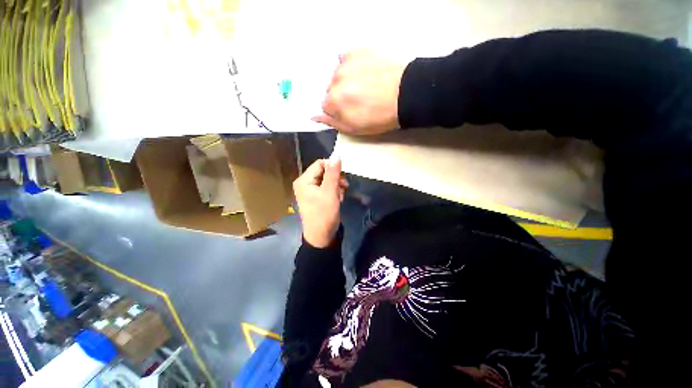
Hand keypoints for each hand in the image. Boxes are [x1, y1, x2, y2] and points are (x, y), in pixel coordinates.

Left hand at [293, 158, 348, 247]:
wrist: (321, 236)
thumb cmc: (324, 215)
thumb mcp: (330, 193)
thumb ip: (333, 173)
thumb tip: (336, 155)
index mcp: (304, 180)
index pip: (320, 164)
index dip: (333, 168)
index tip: (343, 178)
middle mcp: (304, 183)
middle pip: (324, 171)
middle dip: (336, 179)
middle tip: (344, 188)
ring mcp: (310, 190)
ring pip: (327, 179)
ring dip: (336, 186)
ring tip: (340, 197)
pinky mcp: (315, 196)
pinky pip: (326, 187)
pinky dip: (334, 192)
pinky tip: (338, 199)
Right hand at [313, 50, 405, 134]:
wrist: (403, 96)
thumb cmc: (379, 117)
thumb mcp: (354, 128)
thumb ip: (332, 122)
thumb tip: (315, 116)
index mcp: (333, 101)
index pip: (325, 106)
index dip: (337, 110)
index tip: (349, 111)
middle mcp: (334, 80)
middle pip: (330, 90)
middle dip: (340, 96)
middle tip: (358, 100)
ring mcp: (345, 64)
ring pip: (337, 76)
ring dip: (345, 81)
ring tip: (364, 87)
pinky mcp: (357, 52)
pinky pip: (345, 59)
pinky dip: (350, 66)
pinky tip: (362, 73)